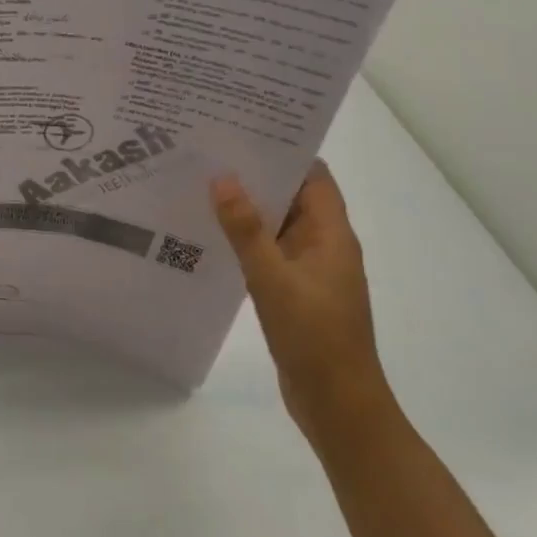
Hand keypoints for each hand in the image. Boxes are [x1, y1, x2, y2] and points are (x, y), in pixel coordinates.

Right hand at [211, 162, 390, 443]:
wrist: (338, 405)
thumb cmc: (314, 337)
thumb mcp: (273, 279)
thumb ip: (246, 230)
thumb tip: (222, 178)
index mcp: (331, 234)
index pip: (312, 176)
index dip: (282, 151)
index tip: (241, 131)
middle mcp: (324, 245)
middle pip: (291, 197)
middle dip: (254, 176)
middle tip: (207, 154)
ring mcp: (309, 270)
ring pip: (276, 226)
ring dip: (246, 209)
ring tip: (199, 186)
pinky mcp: (294, 292)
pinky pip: (267, 253)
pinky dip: (244, 240)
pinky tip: (209, 236)